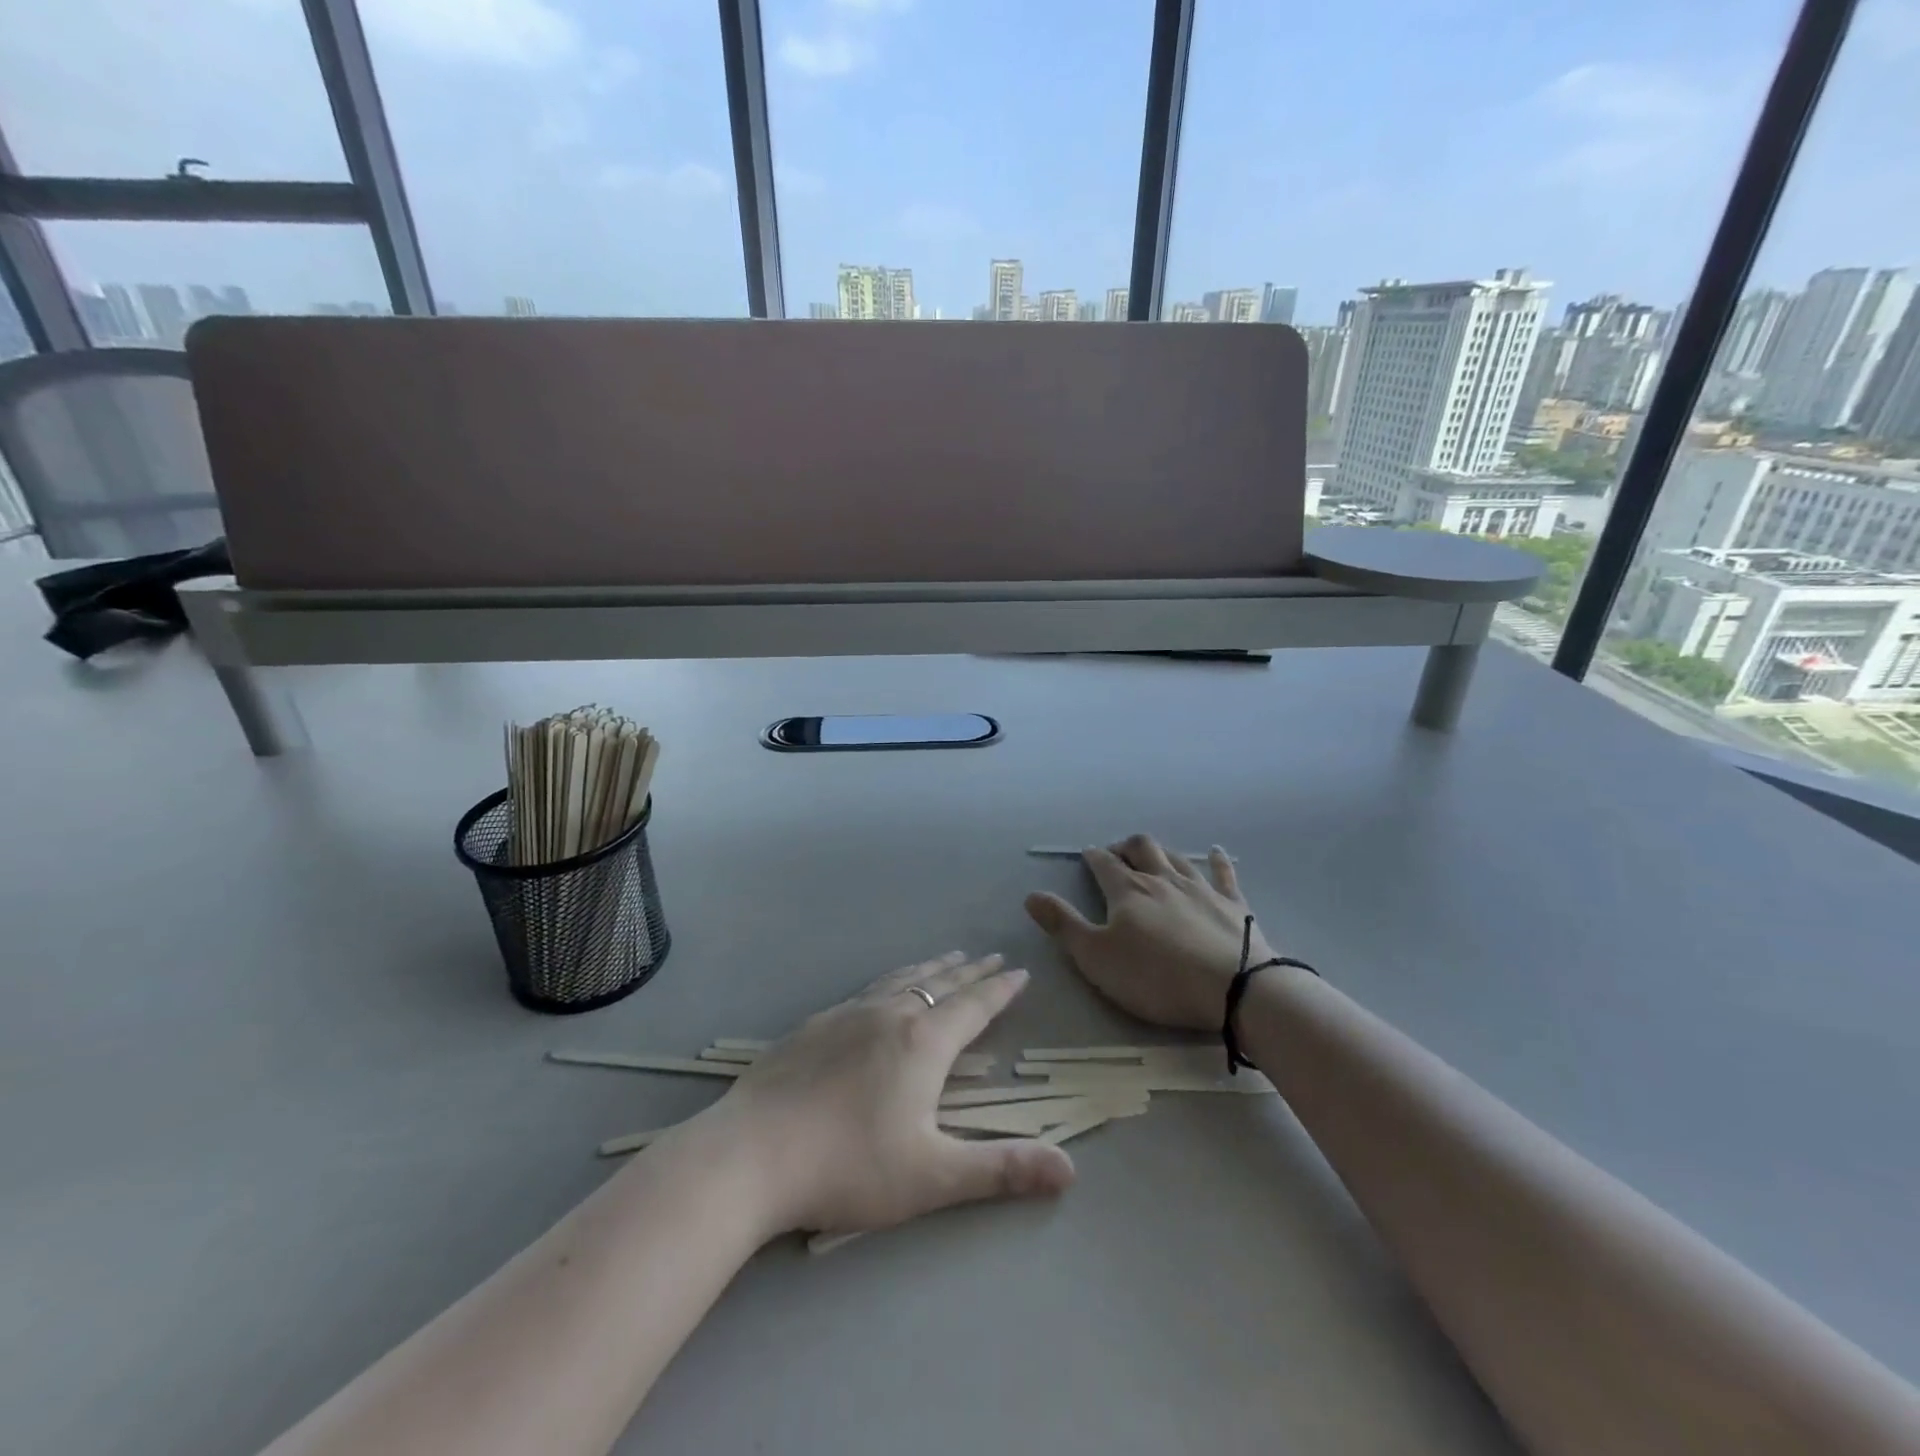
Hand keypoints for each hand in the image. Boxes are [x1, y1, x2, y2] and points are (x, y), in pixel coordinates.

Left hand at [690, 953, 1075, 1239]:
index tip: (1019, 971)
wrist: (750, 1154)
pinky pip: (867, 990)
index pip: (974, 1006)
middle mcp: (889, 1015)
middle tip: (989, 957)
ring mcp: (846, 1015)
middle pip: (939, 983)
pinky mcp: (813, 1025)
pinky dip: (891, 980)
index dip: (1000, 990)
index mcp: (922, 1042)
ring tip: (946, 959)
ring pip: (901, 979)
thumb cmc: (848, 1166)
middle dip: (970, 971)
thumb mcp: (932, 1176)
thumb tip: (1071, 1170)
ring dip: (931, 968)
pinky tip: (880, 991)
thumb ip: (1002, 1170)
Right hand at [1024, 833, 1266, 1030]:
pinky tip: (1216, 852)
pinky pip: (1223, 873)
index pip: (1103, 864)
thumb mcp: (1096, 958)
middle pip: (1141, 848)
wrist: (1235, 988)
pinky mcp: (1234, 904)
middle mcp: (1162, 879)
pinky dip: (1217, 860)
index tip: (1086, 856)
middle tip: (1116, 854)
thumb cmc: (1157, 977)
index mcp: (1127, 891)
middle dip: (1125, 846)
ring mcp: (1201, 888)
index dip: (1092, 857)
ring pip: (1176, 857)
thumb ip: (1063, 925)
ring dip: (1161, 852)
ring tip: (1152, 855)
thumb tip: (1031, 895)